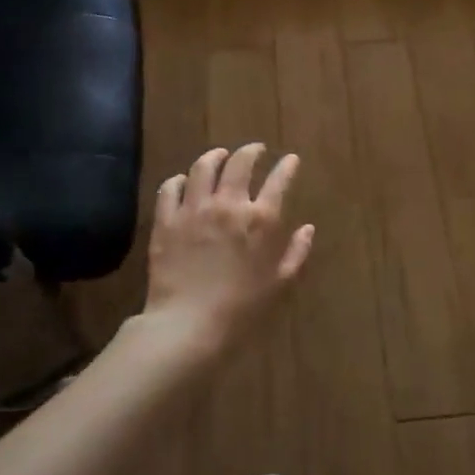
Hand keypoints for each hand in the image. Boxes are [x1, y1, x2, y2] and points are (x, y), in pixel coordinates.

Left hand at [144, 144, 315, 347]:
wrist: (188, 324)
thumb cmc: (241, 309)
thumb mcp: (279, 284)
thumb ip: (296, 253)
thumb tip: (308, 229)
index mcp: (260, 220)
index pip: (278, 180)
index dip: (287, 166)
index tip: (290, 159)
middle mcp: (228, 205)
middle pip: (240, 163)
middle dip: (251, 151)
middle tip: (255, 150)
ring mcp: (194, 209)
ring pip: (203, 167)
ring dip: (214, 156)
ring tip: (219, 156)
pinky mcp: (167, 220)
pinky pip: (170, 188)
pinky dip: (179, 180)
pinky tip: (184, 181)